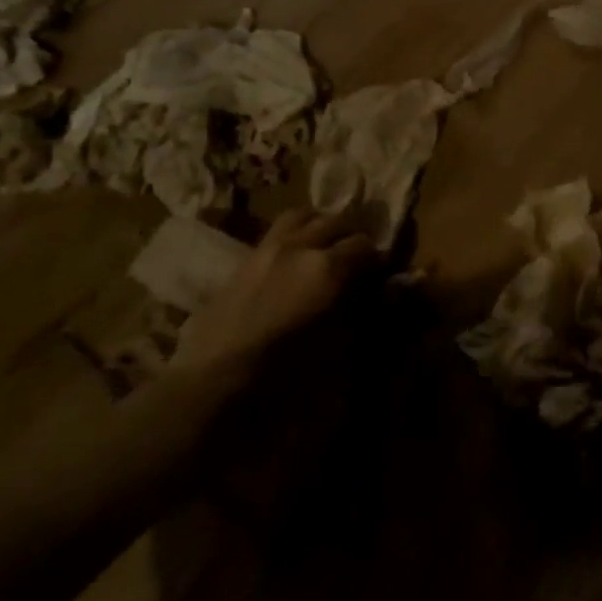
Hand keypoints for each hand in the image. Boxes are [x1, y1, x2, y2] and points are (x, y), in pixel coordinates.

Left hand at [177, 209, 377, 375]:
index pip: (365, 246)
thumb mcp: (339, 349)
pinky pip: (276, 233)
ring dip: (321, 226)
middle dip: (352, 237)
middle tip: (358, 262)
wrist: (212, 384)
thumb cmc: (285, 376)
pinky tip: (294, 263)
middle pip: (336, 222)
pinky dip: (294, 237)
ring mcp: (268, 249)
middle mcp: (299, 247)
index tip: (382, 278)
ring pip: (303, 216)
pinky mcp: (243, 261)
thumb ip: (366, 313)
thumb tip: (389, 293)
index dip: (378, 261)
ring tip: (326, 247)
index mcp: (328, 267)